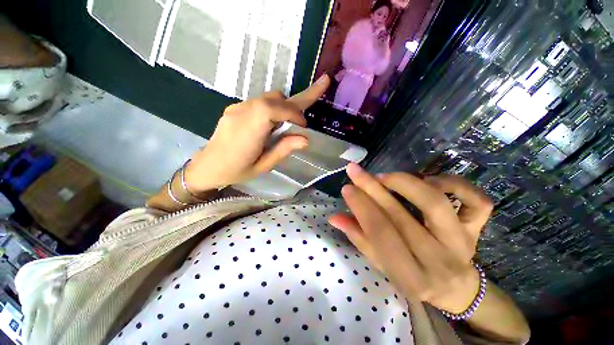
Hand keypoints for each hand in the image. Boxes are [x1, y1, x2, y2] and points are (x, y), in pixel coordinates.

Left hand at [184, 75, 329, 192]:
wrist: (207, 167)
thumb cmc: (236, 171)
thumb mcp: (263, 166)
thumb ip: (283, 150)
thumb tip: (305, 139)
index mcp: (248, 130)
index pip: (273, 108)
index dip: (293, 112)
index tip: (304, 126)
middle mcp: (242, 112)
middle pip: (273, 98)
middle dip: (294, 103)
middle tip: (308, 109)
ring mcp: (236, 108)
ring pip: (267, 97)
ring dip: (284, 106)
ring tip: (291, 122)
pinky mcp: (234, 108)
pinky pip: (259, 102)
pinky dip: (273, 108)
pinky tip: (273, 123)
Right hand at [329, 163, 493, 313]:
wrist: (456, 288)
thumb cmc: (413, 276)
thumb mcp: (382, 264)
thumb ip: (359, 238)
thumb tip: (334, 217)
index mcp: (411, 276)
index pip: (381, 235)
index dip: (361, 208)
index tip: (346, 187)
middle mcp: (438, 260)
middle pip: (401, 216)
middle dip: (372, 189)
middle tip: (355, 171)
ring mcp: (463, 243)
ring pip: (436, 204)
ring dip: (405, 183)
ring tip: (385, 177)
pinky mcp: (478, 229)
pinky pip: (478, 201)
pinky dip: (454, 183)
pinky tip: (430, 180)